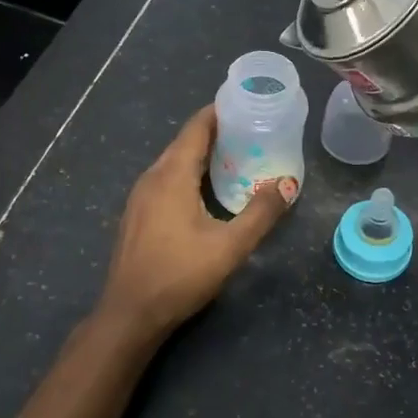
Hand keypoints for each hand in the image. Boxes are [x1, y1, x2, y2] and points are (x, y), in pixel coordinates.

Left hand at [97, 105, 295, 338]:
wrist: (129, 314)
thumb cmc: (179, 275)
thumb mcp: (229, 246)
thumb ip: (261, 213)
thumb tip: (287, 182)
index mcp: (172, 175)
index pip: (197, 127)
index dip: (220, 111)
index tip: (248, 103)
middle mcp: (152, 177)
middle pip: (186, 141)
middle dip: (218, 132)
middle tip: (254, 130)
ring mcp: (141, 196)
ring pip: (175, 162)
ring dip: (204, 154)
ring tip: (239, 156)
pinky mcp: (138, 214)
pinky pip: (167, 179)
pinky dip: (190, 173)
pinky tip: (209, 189)